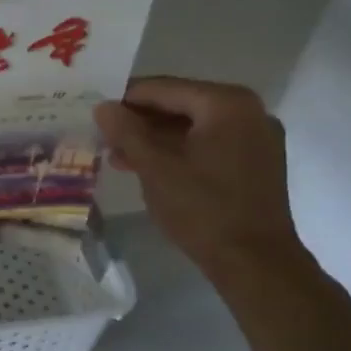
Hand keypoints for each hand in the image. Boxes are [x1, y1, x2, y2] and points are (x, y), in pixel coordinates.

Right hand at [93, 77, 310, 285]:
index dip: (124, 99)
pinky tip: (150, 168)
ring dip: (156, 138)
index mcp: (226, 103)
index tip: (94, 113)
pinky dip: (179, 151)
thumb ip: (126, 131)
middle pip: (180, 104)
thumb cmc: (202, 208)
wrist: (255, 262)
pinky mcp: (256, 162)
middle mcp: (248, 111)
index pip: (163, 88)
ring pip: (193, 126)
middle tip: (104, 137)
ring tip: (119, 156)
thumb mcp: (154, 167)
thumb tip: (103, 106)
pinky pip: (209, 143)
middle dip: (140, 121)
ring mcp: (256, 137)